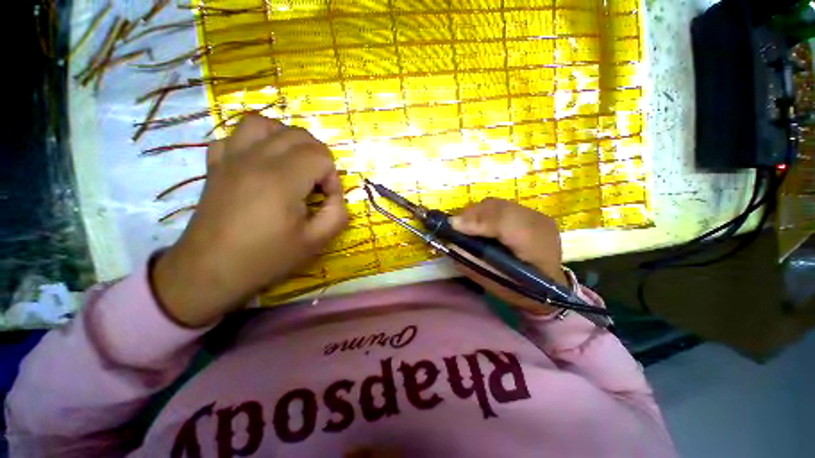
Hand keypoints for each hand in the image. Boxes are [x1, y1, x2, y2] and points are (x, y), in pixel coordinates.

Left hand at [152, 115, 347, 327]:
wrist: (209, 271)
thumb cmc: (266, 258)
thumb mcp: (315, 242)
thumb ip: (337, 213)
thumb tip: (336, 195)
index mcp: (282, 179)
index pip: (321, 156)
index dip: (331, 177)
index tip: (325, 199)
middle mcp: (255, 159)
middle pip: (298, 135)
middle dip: (317, 157)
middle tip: (315, 184)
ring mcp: (231, 158)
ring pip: (264, 123)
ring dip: (286, 138)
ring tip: (292, 163)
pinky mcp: (215, 165)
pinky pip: (234, 136)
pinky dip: (253, 142)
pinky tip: (259, 163)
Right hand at [450, 198, 568, 315]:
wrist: (553, 287)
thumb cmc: (522, 291)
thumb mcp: (494, 284)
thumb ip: (472, 262)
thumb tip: (450, 243)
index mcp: (535, 248)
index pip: (504, 223)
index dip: (476, 221)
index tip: (453, 226)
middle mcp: (538, 224)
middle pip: (498, 208)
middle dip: (471, 215)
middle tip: (455, 227)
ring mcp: (537, 216)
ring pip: (498, 204)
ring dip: (476, 212)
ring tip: (465, 225)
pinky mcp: (531, 213)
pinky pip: (501, 206)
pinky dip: (485, 213)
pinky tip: (480, 224)